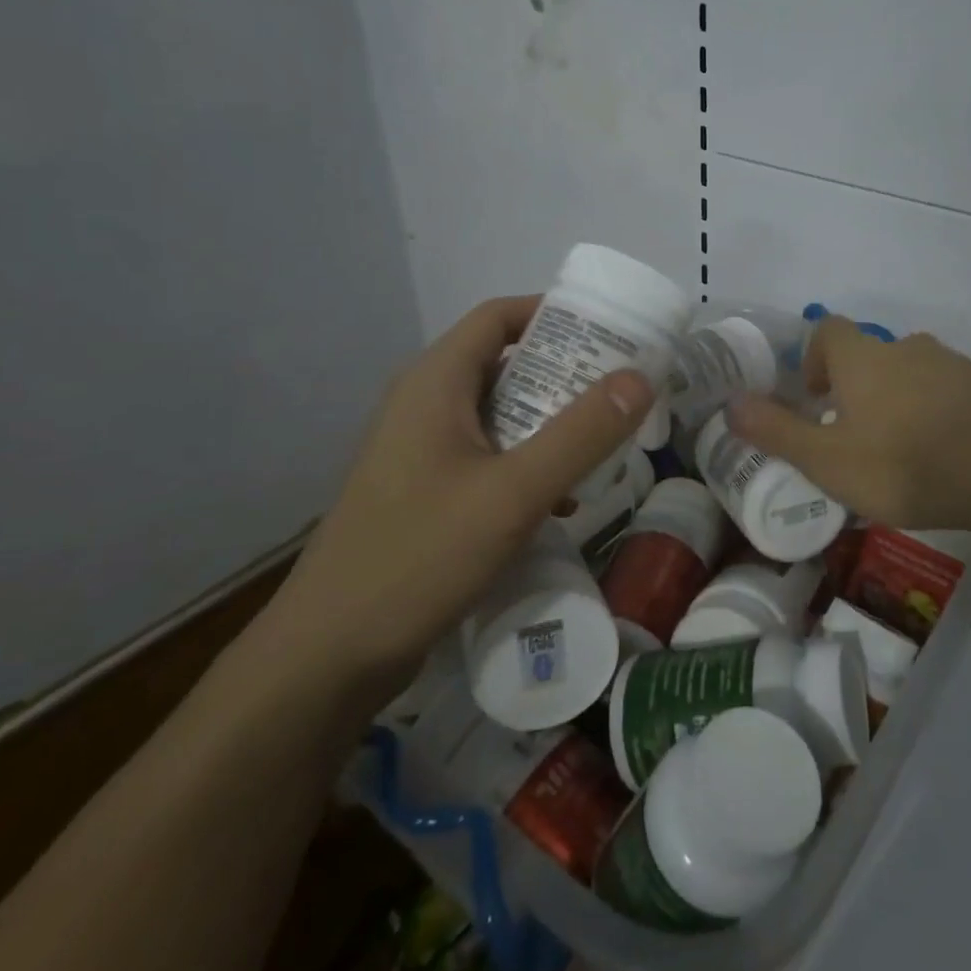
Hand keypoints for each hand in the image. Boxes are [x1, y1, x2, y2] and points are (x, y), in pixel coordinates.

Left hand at [264, 295, 654, 698]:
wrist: (328, 657)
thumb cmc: (419, 557)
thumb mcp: (513, 493)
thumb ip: (581, 434)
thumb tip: (642, 377)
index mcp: (435, 382)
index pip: (499, 317)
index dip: (554, 313)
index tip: (611, 332)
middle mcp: (423, 404)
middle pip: (504, 363)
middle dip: (565, 373)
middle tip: (622, 390)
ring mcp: (420, 451)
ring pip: (499, 414)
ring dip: (551, 422)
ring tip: (604, 443)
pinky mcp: (423, 492)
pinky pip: (487, 456)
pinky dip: (527, 463)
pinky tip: (561, 501)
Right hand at [726, 315, 970, 530]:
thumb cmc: (904, 463)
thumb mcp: (827, 460)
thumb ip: (777, 431)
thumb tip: (730, 403)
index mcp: (862, 358)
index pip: (828, 329)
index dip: (814, 356)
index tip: (815, 397)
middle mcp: (905, 348)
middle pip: (870, 354)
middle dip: (856, 387)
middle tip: (852, 434)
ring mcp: (952, 365)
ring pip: (910, 373)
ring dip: (896, 400)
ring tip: (898, 451)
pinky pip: (947, 392)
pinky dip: (934, 413)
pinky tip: (941, 455)